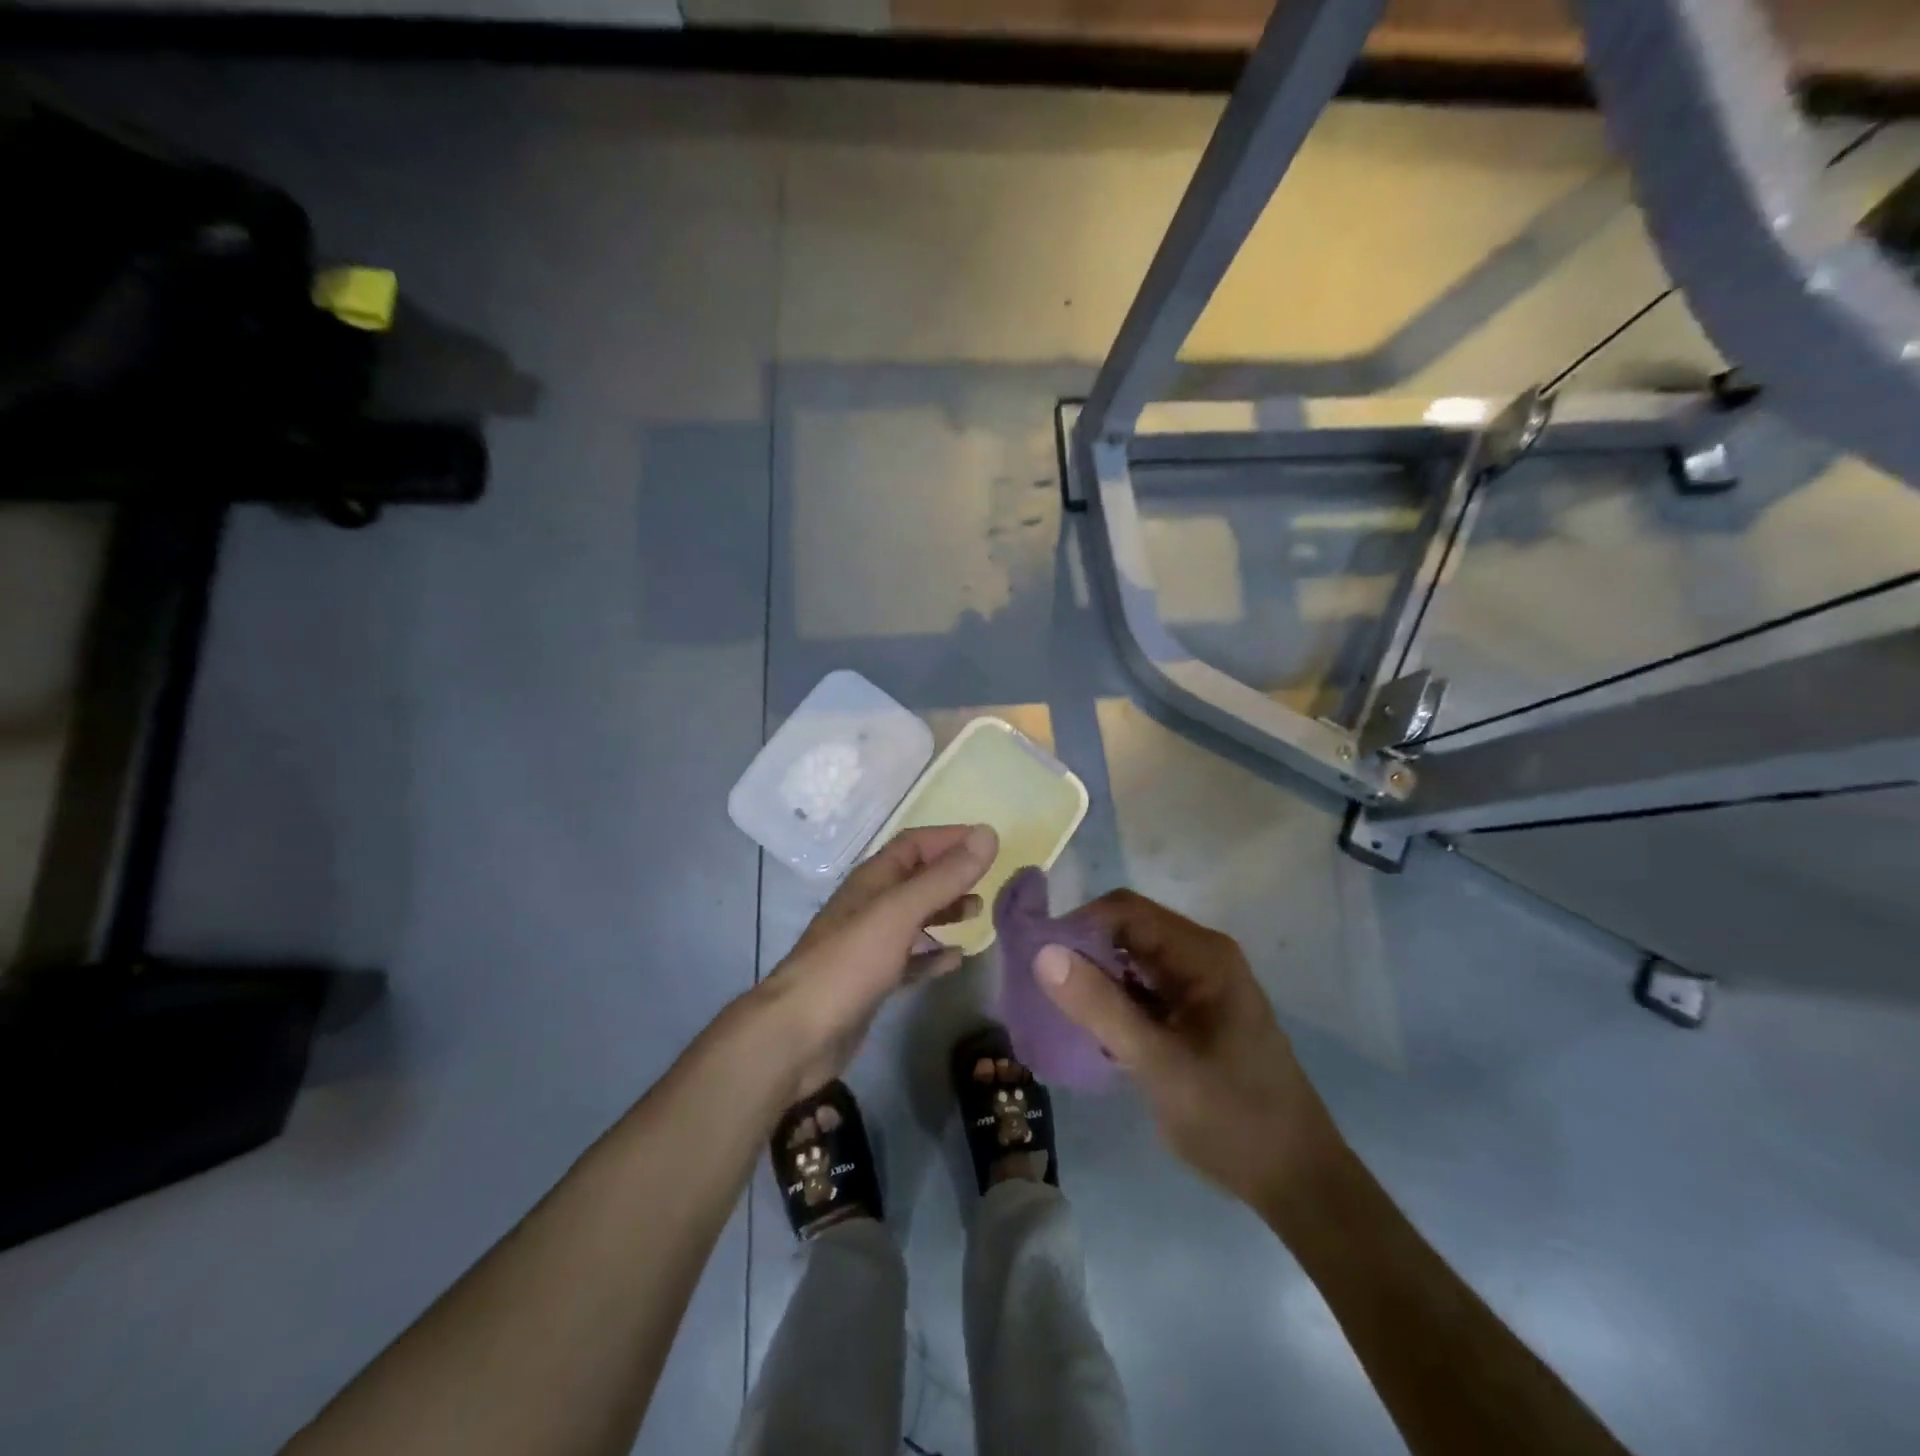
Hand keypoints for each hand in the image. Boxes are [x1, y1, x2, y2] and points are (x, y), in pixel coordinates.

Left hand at [754, 824, 997, 1104]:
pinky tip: (956, 960)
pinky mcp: (872, 981)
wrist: (799, 1033)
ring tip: (977, 912)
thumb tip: (988, 834)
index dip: (949, 838)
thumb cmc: (849, 963)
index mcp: (872, 881)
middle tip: (988, 880)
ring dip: (944, 911)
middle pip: (915, 879)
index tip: (988, 842)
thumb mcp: (900, 912)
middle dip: (950, 875)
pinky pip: (910, 959)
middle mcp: (870, 906)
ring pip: (914, 917)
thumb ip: (944, 876)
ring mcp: (869, 945)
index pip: (913, 844)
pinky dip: (933, 954)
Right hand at [1033, 890, 1339, 1211]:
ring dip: (1096, 979)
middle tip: (1042, 989)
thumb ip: (1101, 1007)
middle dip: (1083, 953)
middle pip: (1127, 931)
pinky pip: (1143, 990)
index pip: (1124, 910)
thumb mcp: (1159, 1065)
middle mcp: (1201, 957)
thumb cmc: (1233, 1118)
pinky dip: (1114, 1002)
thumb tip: (1043, 953)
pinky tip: (1091, 1031)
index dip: (1077, 925)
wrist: (1297, 1182)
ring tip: (1058, 1010)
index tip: (1038, 959)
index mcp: (1201, 954)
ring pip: (1132, 962)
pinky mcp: (1194, 1014)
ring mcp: (1199, 986)